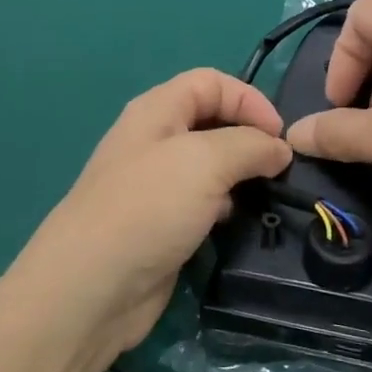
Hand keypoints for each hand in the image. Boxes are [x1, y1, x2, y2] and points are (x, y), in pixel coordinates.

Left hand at [11, 69, 291, 357]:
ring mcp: (156, 185)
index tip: (280, 135)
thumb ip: (250, 146)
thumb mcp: (206, 161)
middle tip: (278, 167)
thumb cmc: (148, 208)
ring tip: (264, 194)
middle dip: (248, 138)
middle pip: (212, 121)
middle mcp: (155, 141)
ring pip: (210, 166)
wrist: (92, 288)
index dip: (249, 99)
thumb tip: (279, 149)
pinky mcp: (161, 224)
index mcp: (157, 111)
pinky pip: (202, 203)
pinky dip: (224, 207)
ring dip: (240, 176)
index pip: (211, 82)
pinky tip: (234, 223)